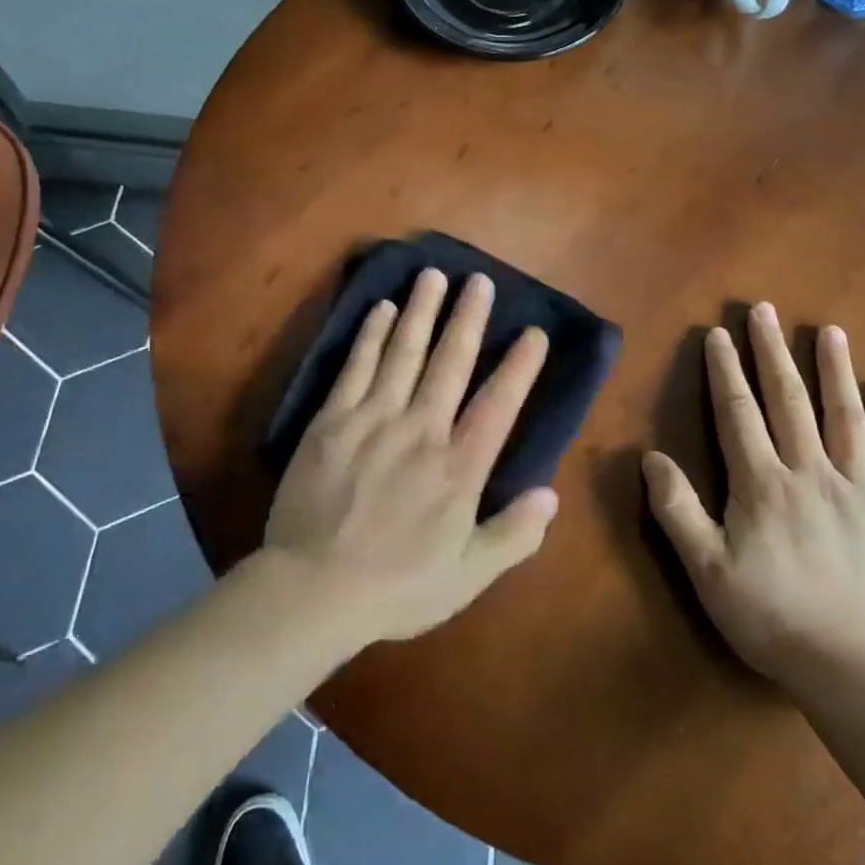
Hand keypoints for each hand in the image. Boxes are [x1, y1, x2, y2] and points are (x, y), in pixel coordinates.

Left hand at [265, 268, 559, 644]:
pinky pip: (355, 367)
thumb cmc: (397, 587)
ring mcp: (373, 419)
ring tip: (434, 275)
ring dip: (421, 311)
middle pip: (449, 363)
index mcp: (457, 469)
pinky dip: (371, 335)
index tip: (533, 332)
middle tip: (480, 281)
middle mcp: (420, 431)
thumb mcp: (468, 576)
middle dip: (468, 319)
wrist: (314, 589)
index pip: (497, 405)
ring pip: (403, 353)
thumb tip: (551, 495)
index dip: (519, 367)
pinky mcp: (332, 420)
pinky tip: (381, 309)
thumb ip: (513, 536)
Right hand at [643, 303, 864, 696]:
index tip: (719, 333)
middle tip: (765, 311)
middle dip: (773, 352)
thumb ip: (676, 509)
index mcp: (762, 485)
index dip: (726, 370)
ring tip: (830, 332)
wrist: (855, 673)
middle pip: (789, 401)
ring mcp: (859, 492)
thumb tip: (651, 457)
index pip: (738, 412)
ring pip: (844, 418)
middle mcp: (810, 474)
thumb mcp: (705, 569)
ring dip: (834, 371)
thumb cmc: (770, 618)